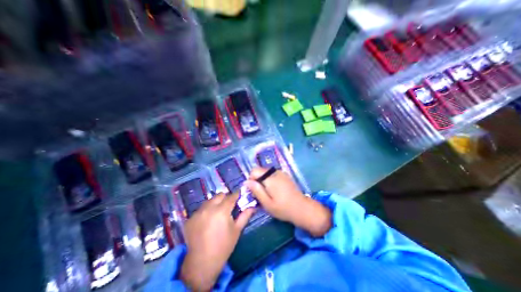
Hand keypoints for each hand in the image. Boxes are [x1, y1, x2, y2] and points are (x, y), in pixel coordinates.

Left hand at [181, 193, 255, 290]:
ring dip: (215, 203)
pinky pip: (201, 209)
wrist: (201, 264)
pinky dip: (206, 210)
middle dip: (226, 198)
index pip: (231, 196)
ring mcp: (198, 212)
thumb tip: (253, 207)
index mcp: (222, 210)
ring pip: (209, 200)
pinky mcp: (190, 218)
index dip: (237, 195)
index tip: (240, 195)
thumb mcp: (237, 230)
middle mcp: (209, 208)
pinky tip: (207, 220)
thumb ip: (245, 215)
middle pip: (220, 195)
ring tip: (217, 213)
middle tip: (229, 206)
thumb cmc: (223, 246)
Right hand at [244, 169, 328, 236]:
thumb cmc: (283, 208)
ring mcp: (281, 172)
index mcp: (270, 177)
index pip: (254, 170)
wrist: (302, 208)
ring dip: (263, 180)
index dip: (251, 179)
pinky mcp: (285, 175)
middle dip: (257, 180)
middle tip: (261, 193)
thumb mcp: (267, 203)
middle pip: (260, 171)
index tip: (254, 190)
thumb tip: (246, 181)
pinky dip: (270, 180)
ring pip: (266, 172)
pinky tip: (275, 190)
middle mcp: (275, 172)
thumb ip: (256, 190)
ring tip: (268, 193)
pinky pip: (273, 174)